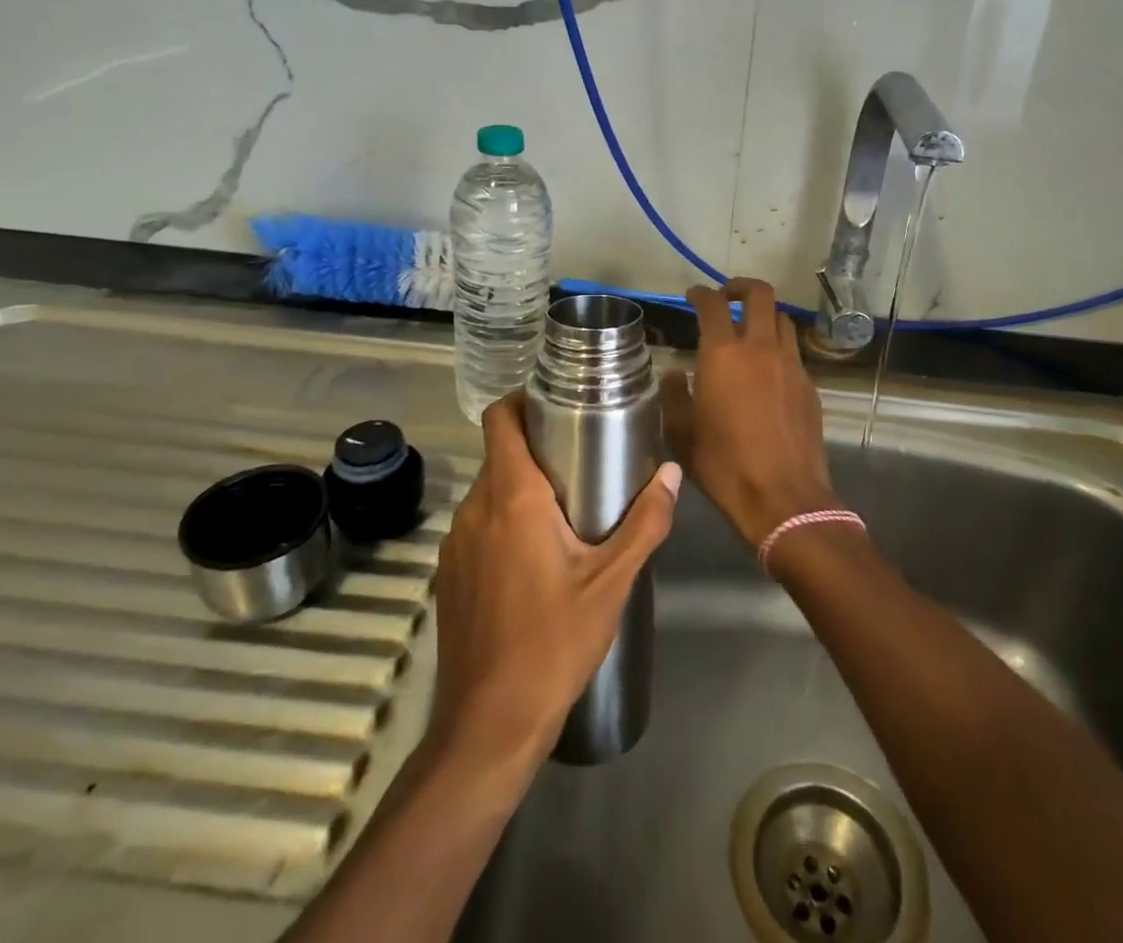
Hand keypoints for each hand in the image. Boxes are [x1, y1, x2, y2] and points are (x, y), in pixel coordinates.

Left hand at [430, 391, 681, 770]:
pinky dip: (504, 521)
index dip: (521, 398)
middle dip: (537, 446)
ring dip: (522, 488)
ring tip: (566, 506)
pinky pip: (479, 526)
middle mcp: (476, 509)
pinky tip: (536, 556)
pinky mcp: (450, 574)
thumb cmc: (553, 643)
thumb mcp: (611, 582)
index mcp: (512, 497)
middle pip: (500, 454)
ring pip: (490, 491)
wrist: (488, 724)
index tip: (555, 399)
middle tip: (581, 456)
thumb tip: (672, 473)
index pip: (499, 419)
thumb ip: (645, 523)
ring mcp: (456, 543)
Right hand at [662, 279, 835, 549]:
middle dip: (741, 286)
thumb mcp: (683, 434)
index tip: (693, 295)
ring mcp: (791, 365)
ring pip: (782, 319)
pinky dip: (779, 347)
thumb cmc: (724, 466)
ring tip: (751, 330)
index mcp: (724, 354)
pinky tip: (769, 370)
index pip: (713, 304)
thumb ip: (674, 396)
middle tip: (727, 296)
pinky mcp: (810, 385)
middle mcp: (761, 348)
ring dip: (764, 315)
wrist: (784, 498)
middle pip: (760, 294)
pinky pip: (794, 351)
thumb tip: (674, 373)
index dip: (700, 293)